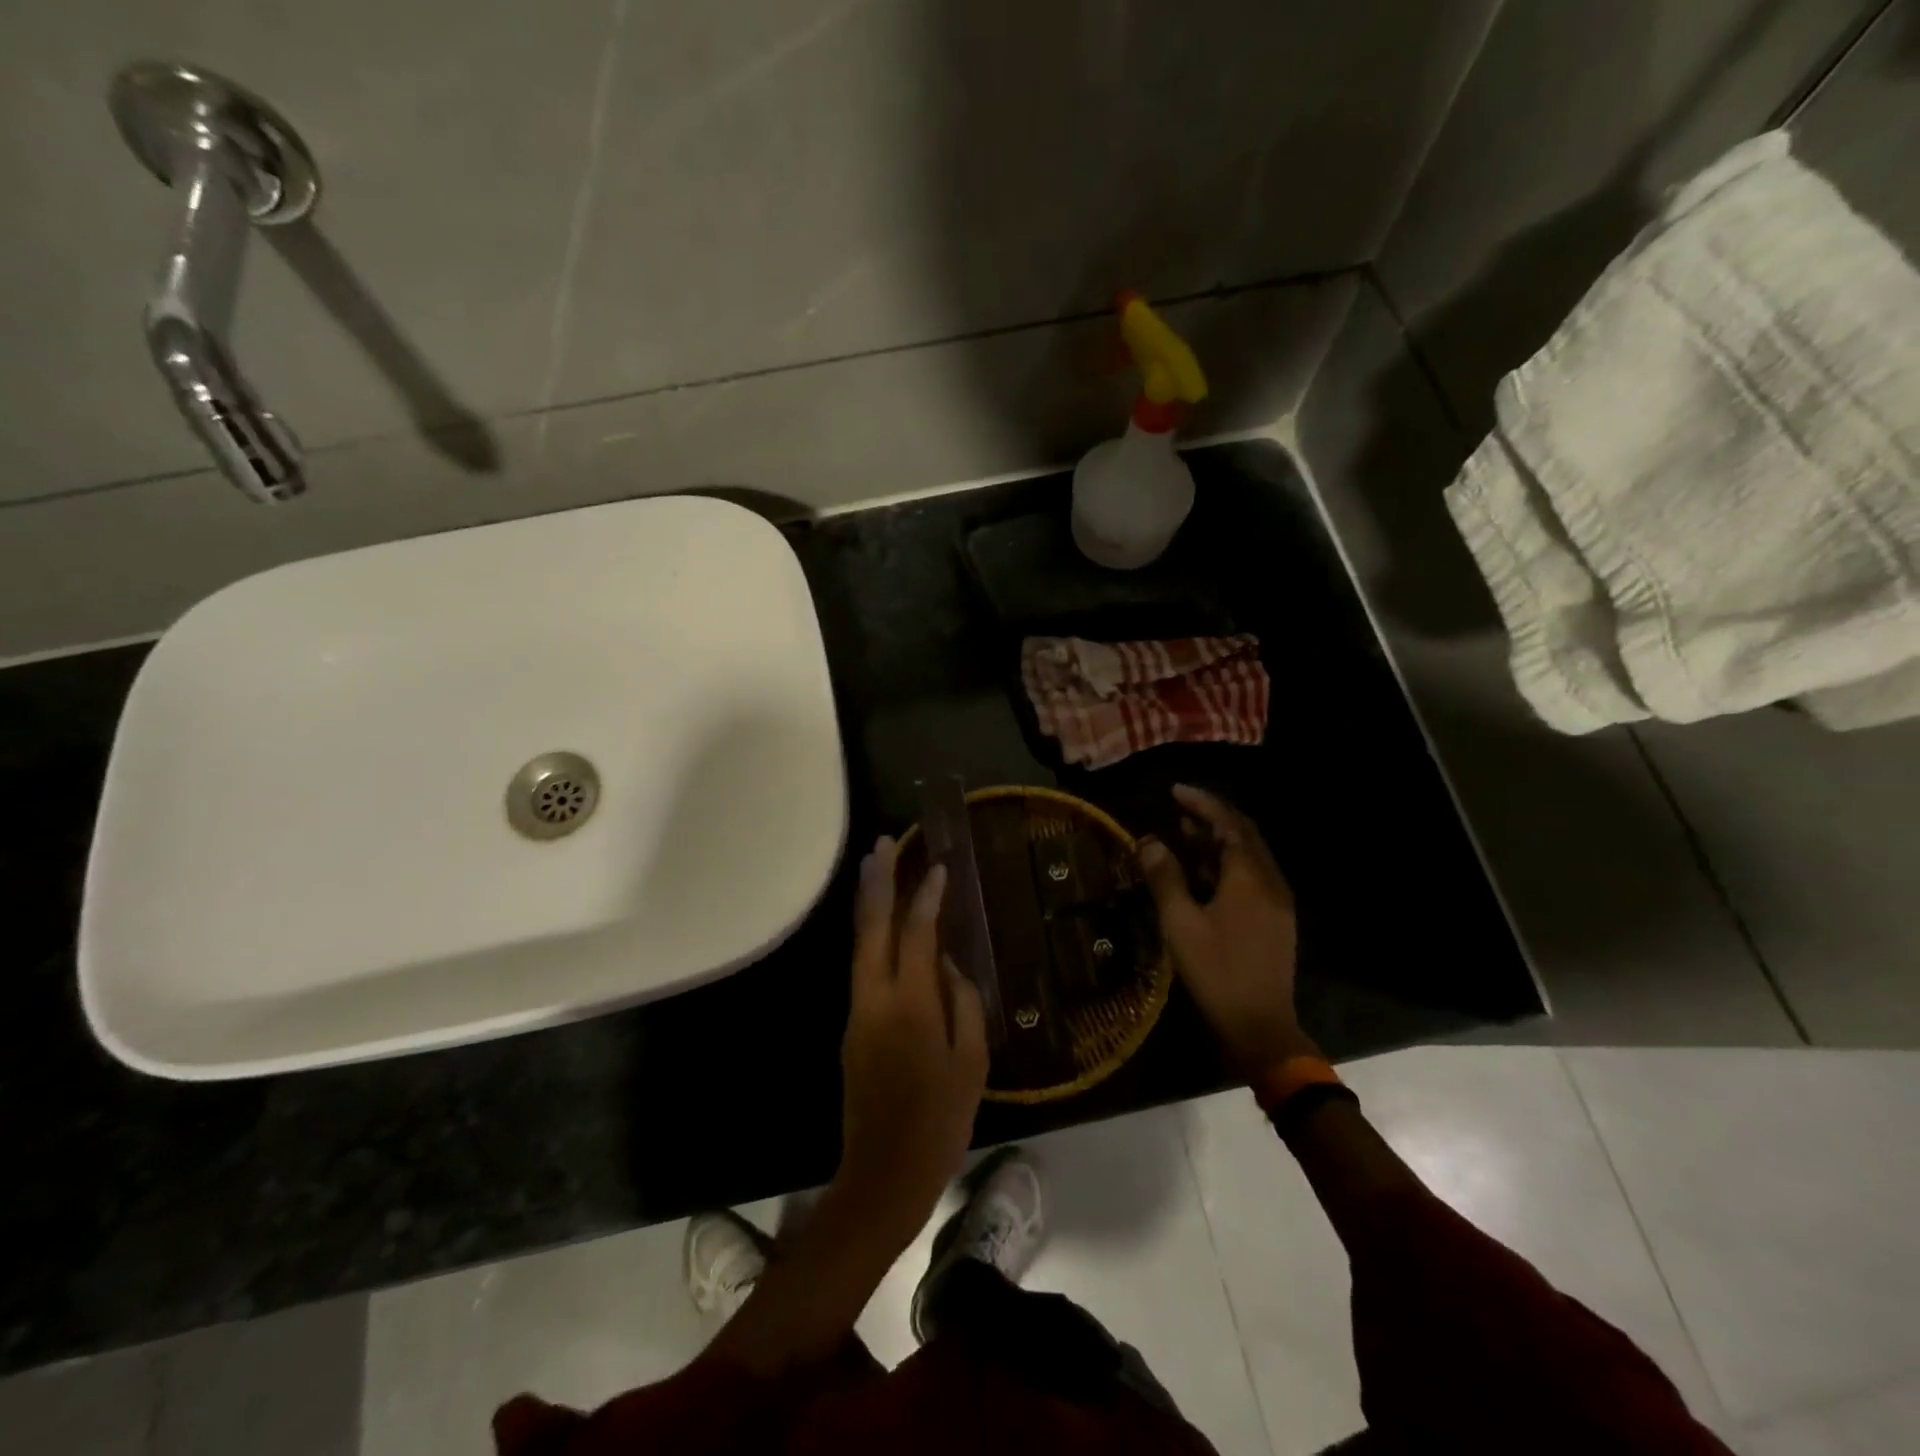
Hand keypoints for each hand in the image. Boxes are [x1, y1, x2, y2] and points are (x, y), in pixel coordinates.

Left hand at [836, 836, 988, 1246]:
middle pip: (872, 926)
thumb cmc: (941, 1121)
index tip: (939, 867)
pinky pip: (862, 964)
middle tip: (884, 843)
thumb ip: (963, 1002)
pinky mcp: (852, 1025)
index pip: (918, 933)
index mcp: (911, 1005)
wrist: (883, 1174)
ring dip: (867, 901)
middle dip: (877, 881)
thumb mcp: (972, 1062)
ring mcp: (857, 1011)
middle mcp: (876, 998)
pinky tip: (882, 922)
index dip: (928, 897)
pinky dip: (870, 932)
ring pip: (860, 943)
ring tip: (875, 866)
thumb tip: (949, 964)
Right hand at [1137, 785, 1315, 1079]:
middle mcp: (1270, 882)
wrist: (1260, 1027)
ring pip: (1250, 856)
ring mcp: (1277, 902)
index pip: (1229, 824)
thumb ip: (1165, 878)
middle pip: (1244, 835)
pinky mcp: (1276, 919)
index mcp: (1250, 878)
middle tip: (1178, 810)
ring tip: (1184, 835)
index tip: (1175, 790)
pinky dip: (1227, 863)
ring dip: (1219, 840)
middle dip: (1212, 817)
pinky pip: (1252, 876)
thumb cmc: (1216, 972)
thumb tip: (1150, 841)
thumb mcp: (1181, 924)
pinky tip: (1203, 874)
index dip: (1202, 803)